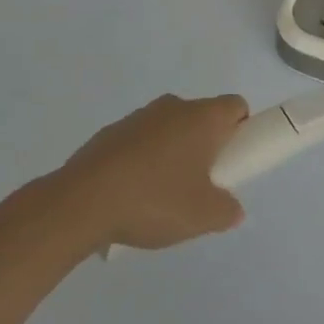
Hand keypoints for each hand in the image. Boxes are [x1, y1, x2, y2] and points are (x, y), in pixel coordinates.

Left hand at [61, 94, 248, 249]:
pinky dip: (144, 161)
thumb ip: (227, 211)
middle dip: (207, 147)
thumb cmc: (154, 200)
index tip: (232, 161)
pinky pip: (141, 141)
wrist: (82, 202)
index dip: (242, 130)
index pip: (236, 107)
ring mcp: (140, 117)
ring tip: (161, 197)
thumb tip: (232, 208)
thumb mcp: (202, 217)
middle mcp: (174, 106)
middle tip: (201, 185)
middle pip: (203, 118)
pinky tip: (132, 196)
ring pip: (170, 130)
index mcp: (203, 118)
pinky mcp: (112, 132)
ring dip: (173, 154)